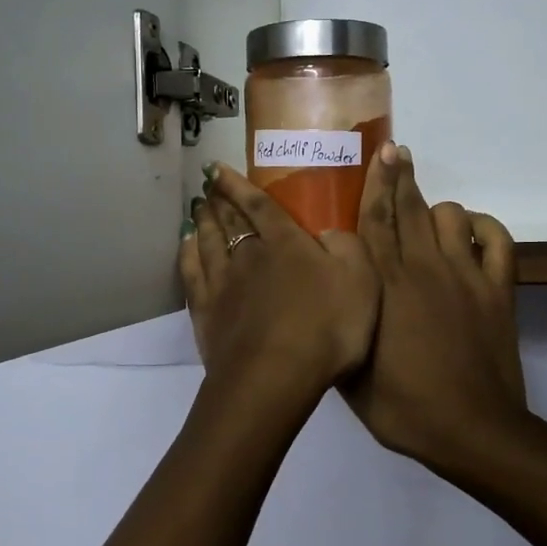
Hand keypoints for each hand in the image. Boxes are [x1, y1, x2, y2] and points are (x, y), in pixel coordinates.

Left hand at [179, 162, 378, 395]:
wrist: (275, 376)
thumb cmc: (326, 327)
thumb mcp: (361, 280)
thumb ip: (347, 246)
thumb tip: (330, 228)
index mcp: (286, 244)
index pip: (260, 205)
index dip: (239, 185)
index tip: (218, 168)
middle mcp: (249, 255)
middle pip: (230, 221)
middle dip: (219, 200)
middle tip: (207, 185)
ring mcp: (222, 284)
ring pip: (207, 243)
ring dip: (202, 222)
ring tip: (197, 208)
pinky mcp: (206, 313)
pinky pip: (192, 274)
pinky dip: (187, 255)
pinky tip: (185, 247)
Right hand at [342, 144, 528, 471]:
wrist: (471, 431)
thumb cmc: (403, 408)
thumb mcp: (351, 373)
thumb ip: (342, 325)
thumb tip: (333, 294)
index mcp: (384, 286)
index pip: (375, 221)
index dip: (376, 184)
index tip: (378, 155)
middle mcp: (423, 268)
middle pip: (410, 208)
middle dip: (401, 176)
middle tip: (396, 152)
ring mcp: (465, 276)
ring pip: (451, 217)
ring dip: (437, 209)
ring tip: (428, 215)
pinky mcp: (497, 290)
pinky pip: (498, 241)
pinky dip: (486, 228)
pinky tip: (474, 230)